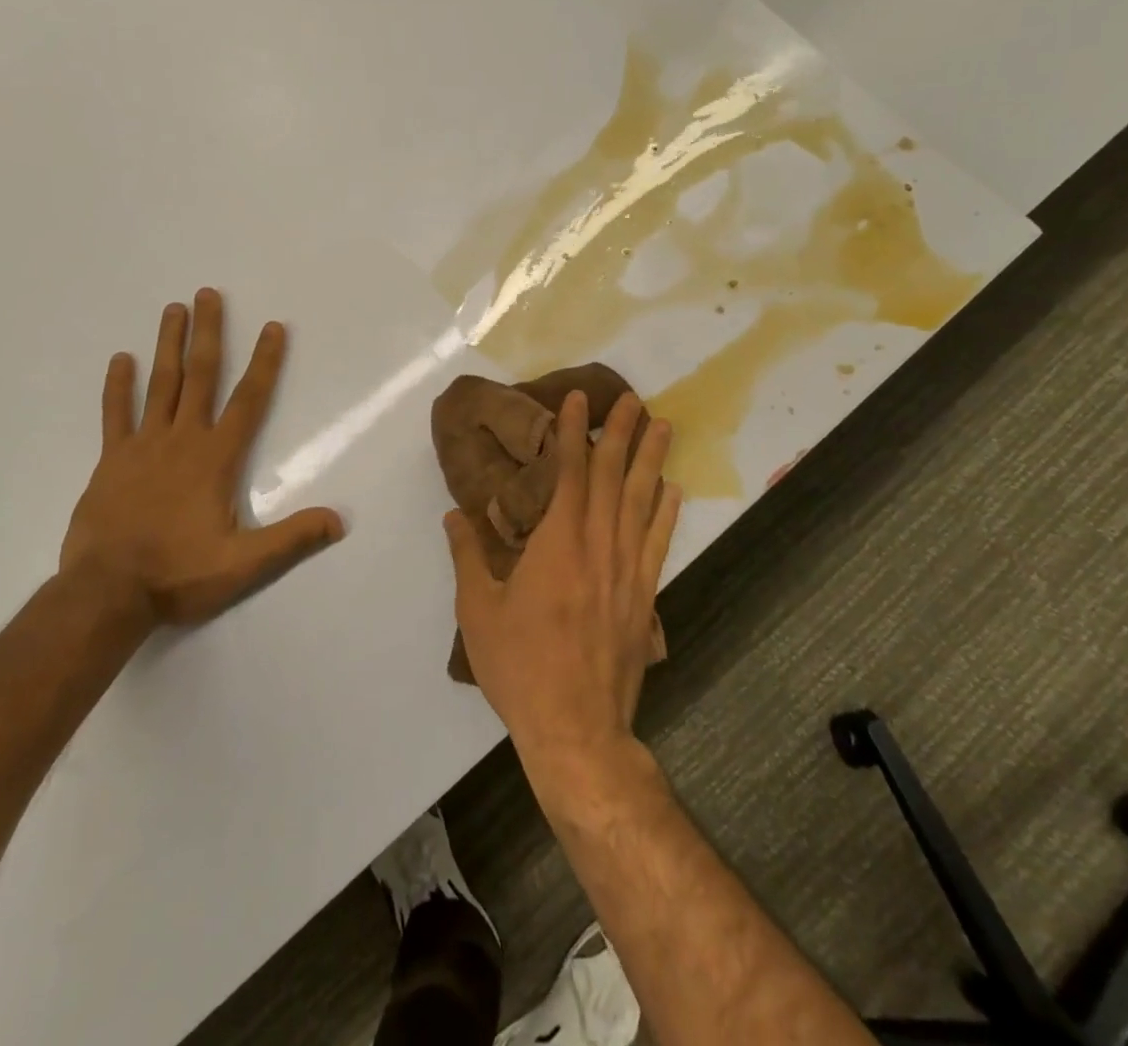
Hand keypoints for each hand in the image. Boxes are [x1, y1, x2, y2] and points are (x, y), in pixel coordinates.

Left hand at [59, 289, 345, 629]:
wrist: (106, 593)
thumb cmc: (178, 574)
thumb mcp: (243, 565)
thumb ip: (291, 539)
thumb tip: (340, 520)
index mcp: (216, 459)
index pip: (249, 400)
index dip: (265, 362)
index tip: (273, 327)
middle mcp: (182, 440)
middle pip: (200, 376)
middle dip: (209, 333)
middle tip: (208, 294)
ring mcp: (142, 446)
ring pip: (160, 385)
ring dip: (168, 345)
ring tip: (173, 309)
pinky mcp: (111, 460)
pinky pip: (115, 414)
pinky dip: (118, 386)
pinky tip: (120, 359)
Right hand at [444, 390, 680, 767]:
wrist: (576, 729)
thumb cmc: (520, 666)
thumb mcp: (477, 610)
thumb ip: (467, 556)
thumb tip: (453, 515)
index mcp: (557, 544)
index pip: (570, 474)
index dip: (574, 434)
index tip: (580, 401)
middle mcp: (598, 547)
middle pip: (614, 479)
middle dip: (623, 435)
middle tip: (635, 399)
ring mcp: (627, 572)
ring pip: (643, 504)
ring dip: (653, 462)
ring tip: (664, 427)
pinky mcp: (644, 597)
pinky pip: (657, 543)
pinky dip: (667, 513)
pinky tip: (674, 491)